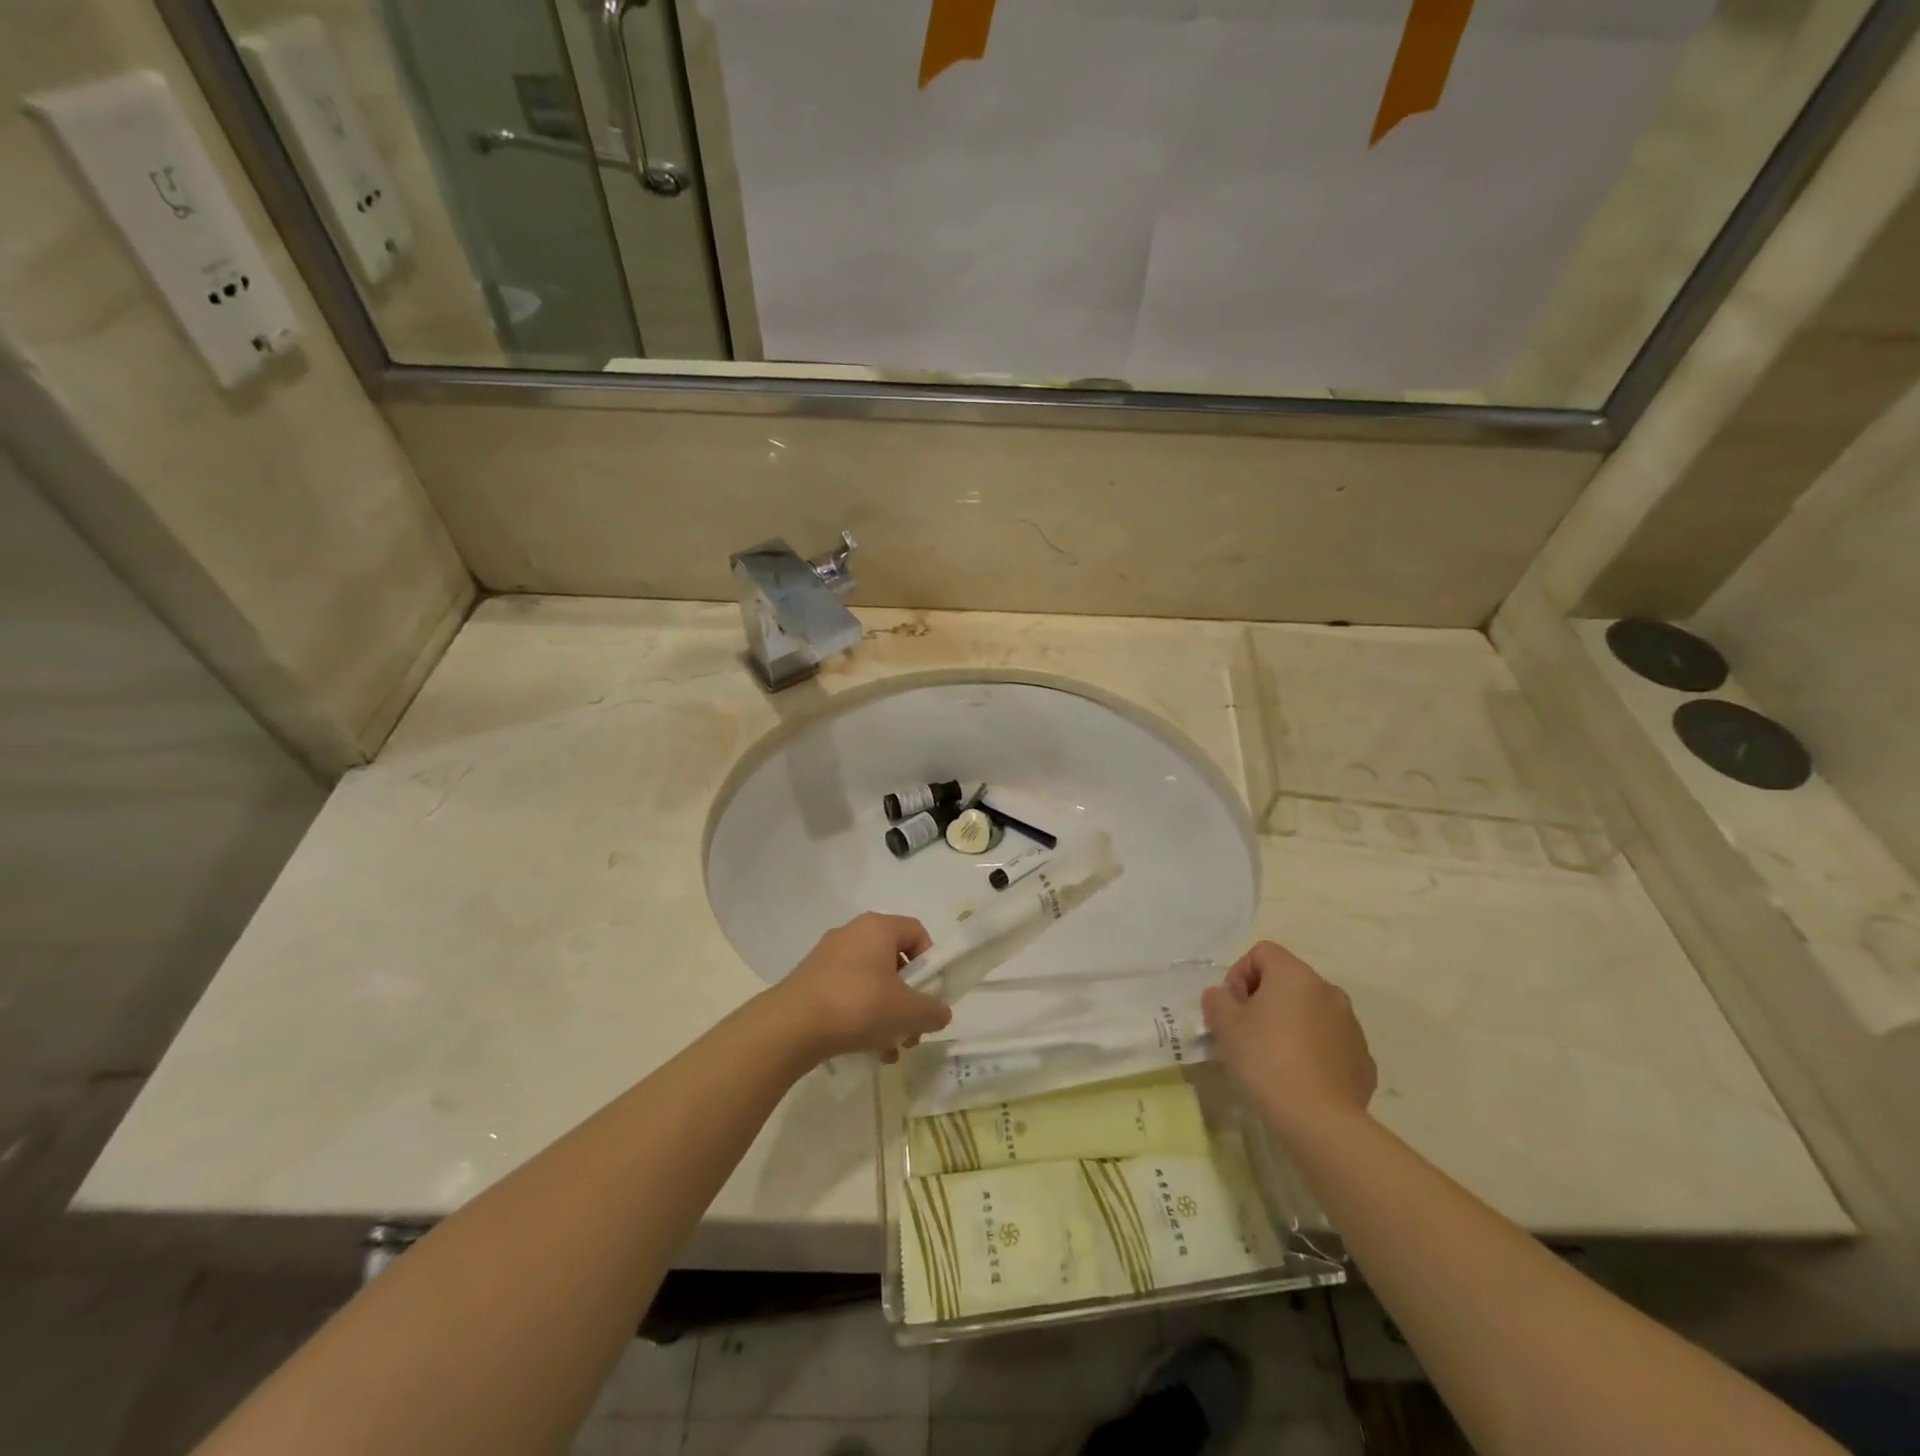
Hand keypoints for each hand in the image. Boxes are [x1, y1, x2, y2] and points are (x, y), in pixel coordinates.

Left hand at [775, 913, 952, 1062]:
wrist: (791, 1027)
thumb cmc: (858, 1006)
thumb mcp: (908, 1012)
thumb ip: (933, 1010)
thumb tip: (940, 1013)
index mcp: (877, 927)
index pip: (916, 932)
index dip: (931, 962)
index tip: (930, 994)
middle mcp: (852, 934)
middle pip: (894, 961)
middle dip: (908, 998)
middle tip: (912, 1030)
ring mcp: (828, 957)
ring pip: (871, 982)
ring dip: (886, 1014)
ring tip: (889, 1049)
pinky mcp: (810, 981)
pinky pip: (847, 994)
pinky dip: (861, 1017)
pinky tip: (866, 1051)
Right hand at [1202, 941, 1375, 1138]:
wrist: (1319, 1121)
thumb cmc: (1266, 1060)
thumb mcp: (1225, 1025)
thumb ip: (1218, 999)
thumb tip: (1225, 997)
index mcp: (1296, 975)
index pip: (1262, 952)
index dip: (1239, 973)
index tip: (1231, 1007)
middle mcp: (1328, 991)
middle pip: (1288, 981)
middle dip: (1264, 999)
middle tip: (1246, 1032)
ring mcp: (1351, 1025)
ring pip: (1311, 1011)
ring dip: (1290, 1024)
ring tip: (1273, 1058)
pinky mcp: (1363, 1059)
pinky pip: (1330, 1042)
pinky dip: (1313, 1050)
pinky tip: (1299, 1077)